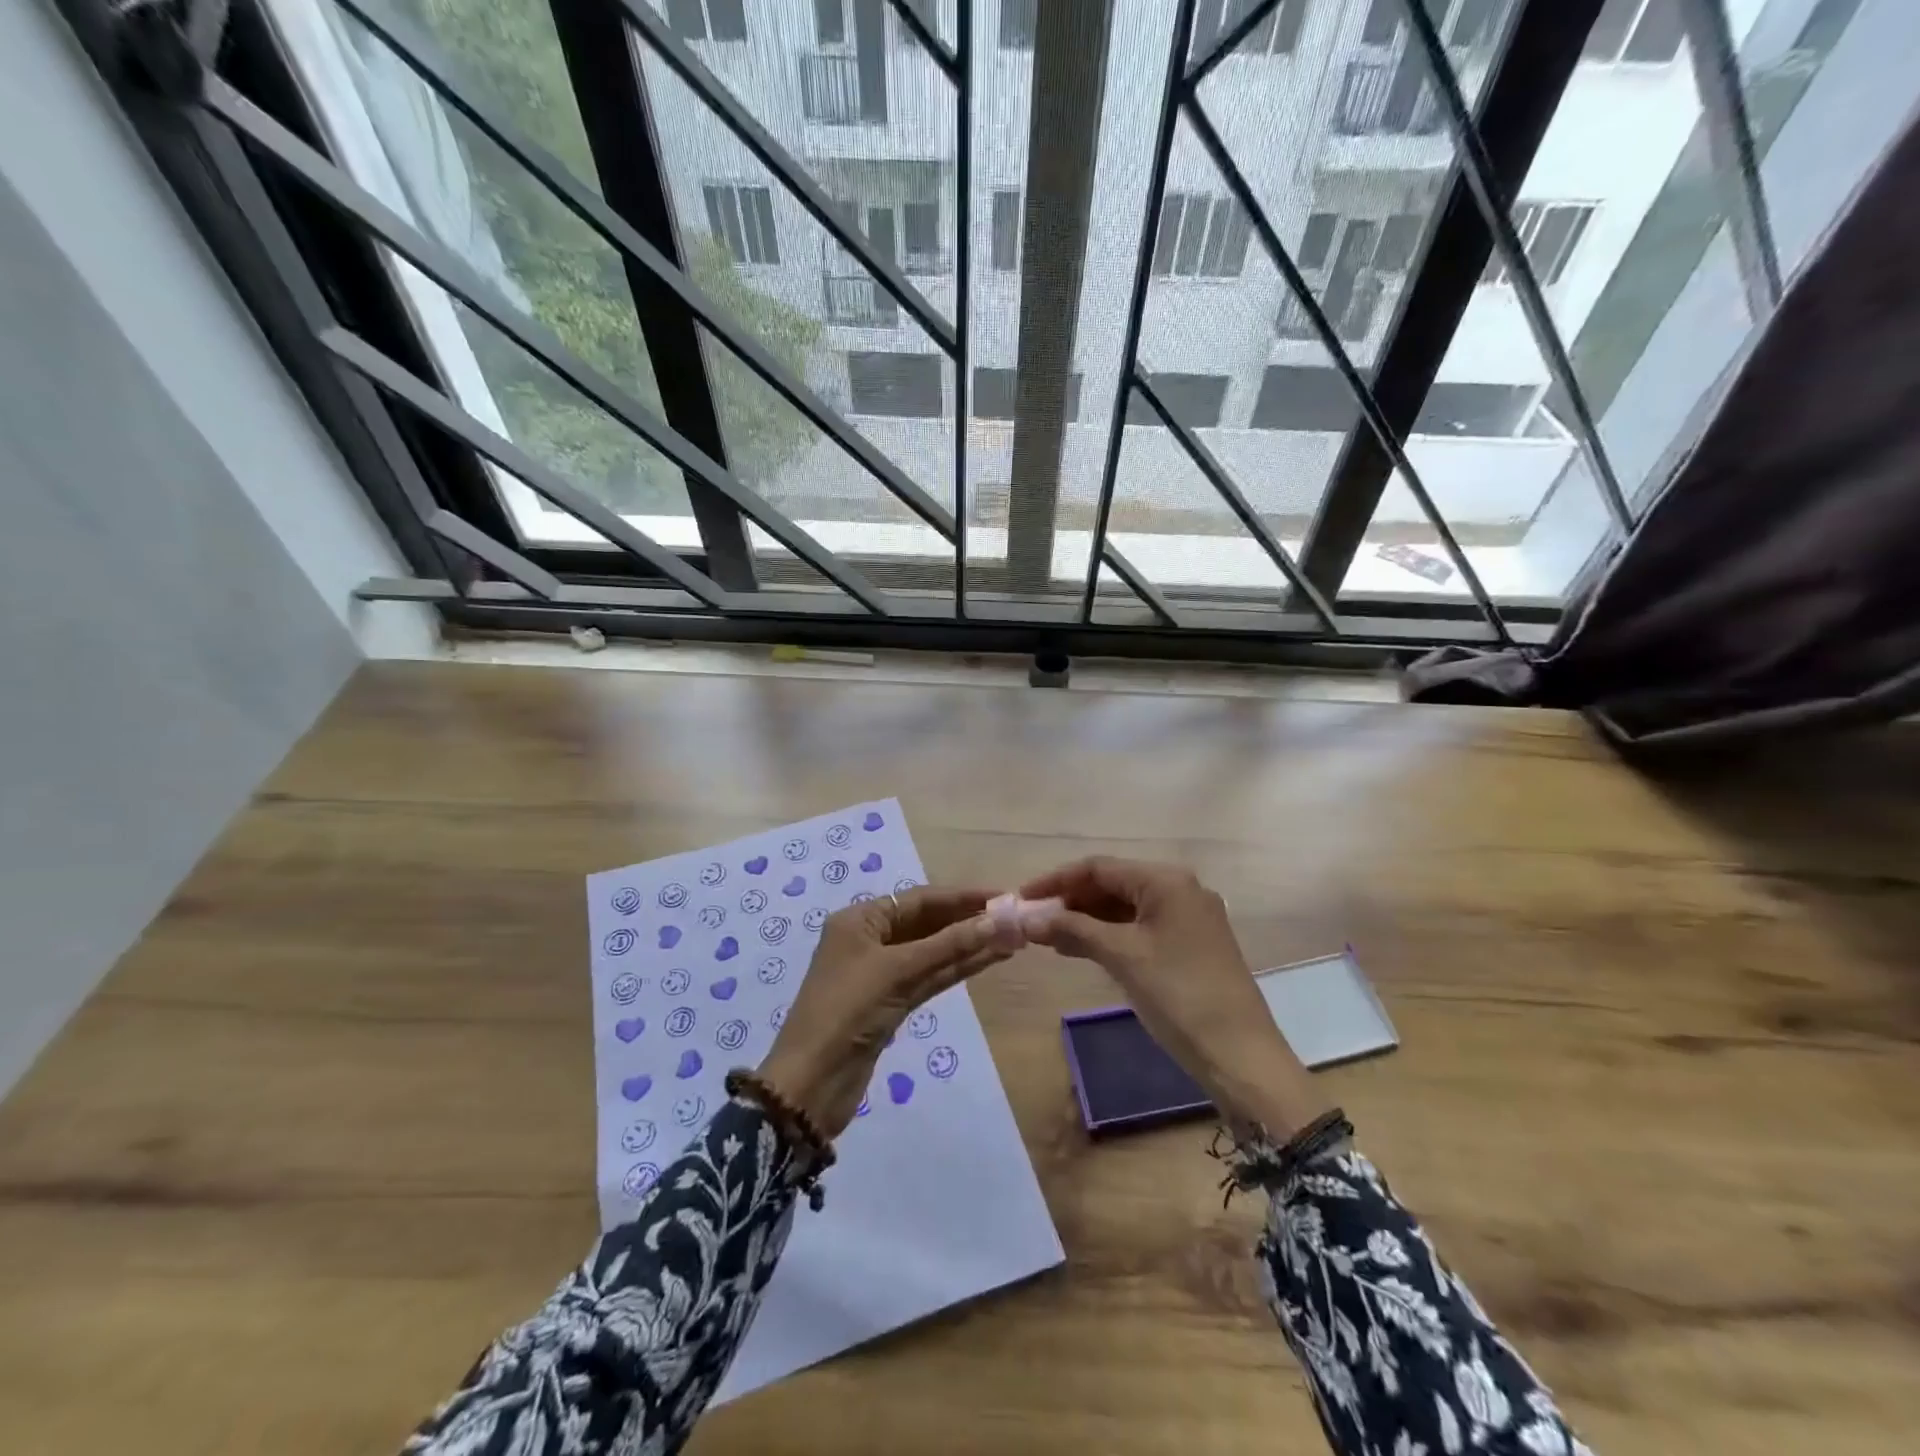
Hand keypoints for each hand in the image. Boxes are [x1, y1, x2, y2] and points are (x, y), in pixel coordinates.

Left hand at [757, 887, 1004, 1139]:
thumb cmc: (848, 1011)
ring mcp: (881, 974)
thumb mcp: (898, 971)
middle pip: (927, 923)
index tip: (1002, 896)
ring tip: (1012, 938)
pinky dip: (956, 969)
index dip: (961, 897)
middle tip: (1014, 919)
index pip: (919, 899)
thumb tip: (1000, 921)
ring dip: (969, 946)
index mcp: (860, 920)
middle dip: (968, 921)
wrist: (811, 1084)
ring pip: (932, 952)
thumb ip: (949, 945)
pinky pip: (929, 977)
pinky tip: (988, 960)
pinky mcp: (891, 1004)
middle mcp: (870, 940)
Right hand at [1017, 858, 1331, 1138]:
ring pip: (1123, 908)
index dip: (1056, 881)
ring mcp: (1186, 918)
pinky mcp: (1188, 945)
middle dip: (1070, 901)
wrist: (1241, 1056)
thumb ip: (1072, 930)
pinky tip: (1080, 950)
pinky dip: (1108, 936)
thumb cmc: (1179, 996)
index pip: (1099, 868)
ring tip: (1048, 939)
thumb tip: (1026, 918)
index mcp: (1166, 881)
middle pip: (1111, 884)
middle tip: (1033, 922)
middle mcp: (1179, 890)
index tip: (1022, 899)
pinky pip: (1138, 928)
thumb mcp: (1122, 957)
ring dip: (1086, 920)